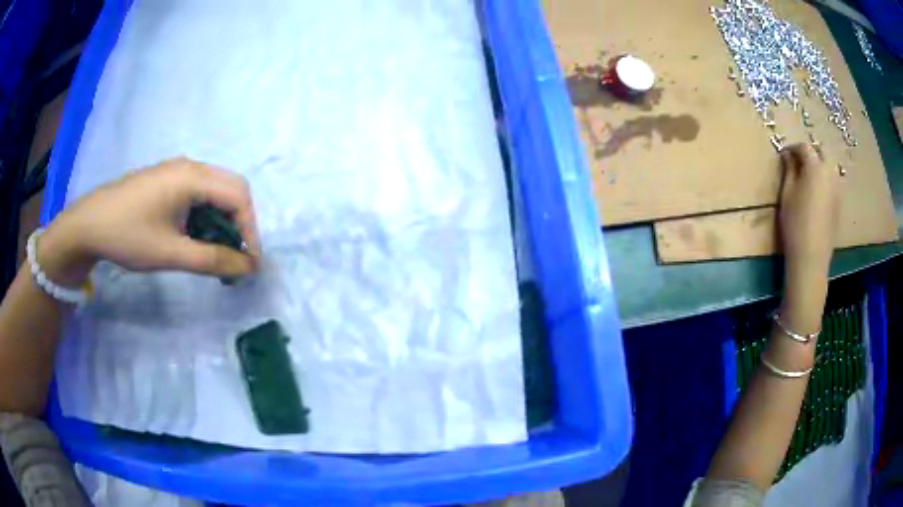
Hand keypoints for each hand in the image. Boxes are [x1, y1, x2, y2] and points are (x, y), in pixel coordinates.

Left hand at [39, 157, 260, 286]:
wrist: (88, 225)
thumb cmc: (128, 236)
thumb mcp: (170, 253)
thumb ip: (212, 260)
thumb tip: (248, 267)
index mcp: (191, 177)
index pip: (238, 196)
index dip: (250, 230)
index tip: (250, 263)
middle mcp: (189, 166)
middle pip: (230, 189)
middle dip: (239, 224)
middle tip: (235, 257)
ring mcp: (176, 171)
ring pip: (214, 191)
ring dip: (221, 221)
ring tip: (214, 252)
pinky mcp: (166, 180)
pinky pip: (197, 193)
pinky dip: (205, 215)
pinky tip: (194, 237)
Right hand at [778, 143, 840, 280]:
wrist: (811, 258)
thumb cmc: (795, 224)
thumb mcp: (786, 194)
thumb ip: (788, 170)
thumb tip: (788, 156)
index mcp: (815, 167)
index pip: (804, 147)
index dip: (793, 148)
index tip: (784, 155)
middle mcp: (830, 173)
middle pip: (820, 153)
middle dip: (809, 153)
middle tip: (797, 162)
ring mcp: (838, 189)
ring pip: (829, 167)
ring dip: (819, 166)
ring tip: (808, 177)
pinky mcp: (840, 204)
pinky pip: (833, 183)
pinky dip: (825, 181)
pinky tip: (817, 192)